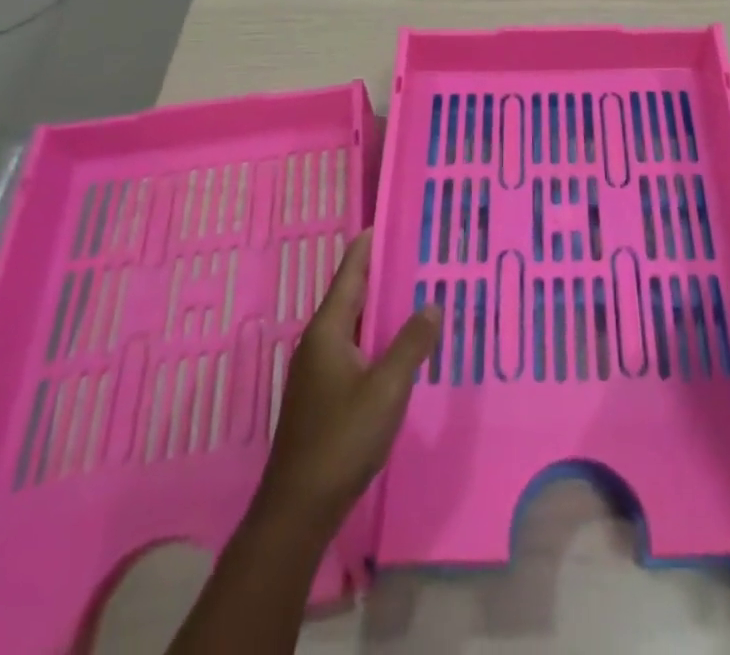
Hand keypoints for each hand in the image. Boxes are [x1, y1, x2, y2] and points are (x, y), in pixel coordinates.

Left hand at [253, 228, 440, 532]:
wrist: (298, 509)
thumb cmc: (342, 439)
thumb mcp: (387, 388)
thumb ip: (411, 343)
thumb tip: (431, 303)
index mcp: (327, 331)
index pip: (350, 273)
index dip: (368, 246)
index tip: (387, 221)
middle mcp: (318, 343)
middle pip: (351, 295)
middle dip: (379, 273)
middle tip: (414, 253)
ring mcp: (317, 371)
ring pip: (352, 324)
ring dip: (379, 307)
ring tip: (413, 292)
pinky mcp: (322, 395)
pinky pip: (353, 348)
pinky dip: (375, 335)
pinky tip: (397, 345)